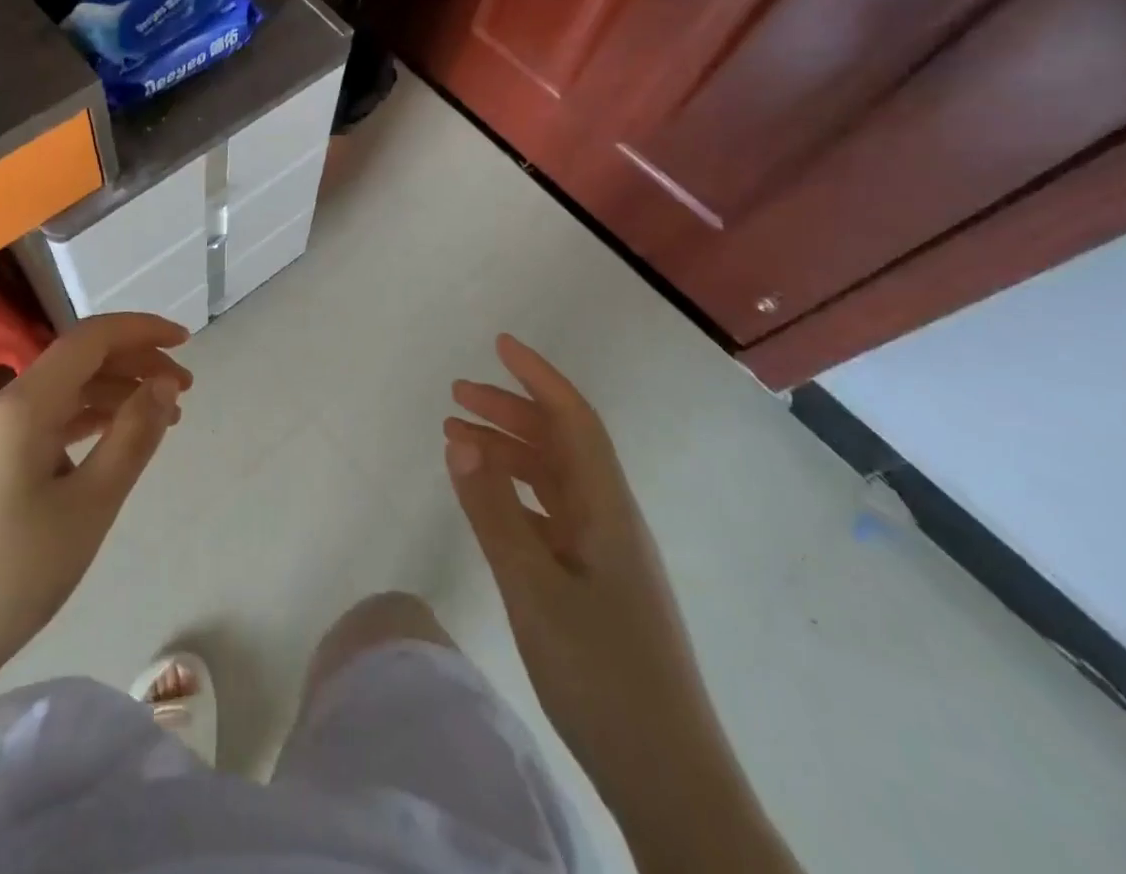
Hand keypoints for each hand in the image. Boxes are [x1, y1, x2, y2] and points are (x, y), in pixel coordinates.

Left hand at [0, 313, 190, 698]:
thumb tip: (164, 384)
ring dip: (117, 391)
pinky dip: (91, 418)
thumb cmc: (13, 574)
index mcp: (26, 404)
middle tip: (184, 389)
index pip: (92, 338)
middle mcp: (7, 404)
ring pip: (66, 389)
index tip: (186, 343)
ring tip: (164, 416)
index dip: (143, 331)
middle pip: (80, 359)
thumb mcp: (89, 505)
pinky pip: (50, 419)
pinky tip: (116, 438)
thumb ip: (132, 436)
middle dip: (136, 362)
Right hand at [445, 335, 790, 873]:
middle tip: (456, 395)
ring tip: (457, 439)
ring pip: (552, 480)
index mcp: (607, 509)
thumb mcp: (533, 588)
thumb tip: (460, 439)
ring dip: (508, 452)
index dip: (538, 377)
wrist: (669, 780)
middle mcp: (609, 520)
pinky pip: (549, 516)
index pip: (574, 420)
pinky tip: (486, 501)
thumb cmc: (603, 676)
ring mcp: (604, 554)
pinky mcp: (594, 584)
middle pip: (559, 444)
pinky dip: (514, 495)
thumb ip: (493, 511)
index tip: (500, 345)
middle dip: (510, 410)